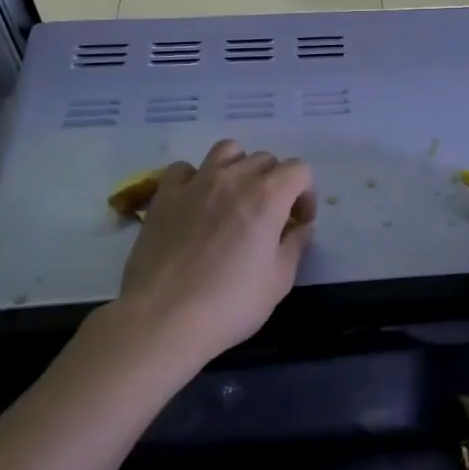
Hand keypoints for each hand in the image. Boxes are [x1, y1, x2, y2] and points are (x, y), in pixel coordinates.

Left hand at [116, 140, 316, 365]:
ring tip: (235, 198)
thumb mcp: (279, 281)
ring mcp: (195, 183)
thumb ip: (295, 246)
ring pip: (227, 151)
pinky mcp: (164, 195)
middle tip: (271, 217)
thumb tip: (301, 228)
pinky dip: (196, 178)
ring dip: (239, 168)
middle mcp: (233, 178)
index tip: (299, 223)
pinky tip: (196, 202)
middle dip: (276, 182)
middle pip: (265, 159)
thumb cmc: (230, 303)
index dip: (305, 194)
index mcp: (268, 196)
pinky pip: (185, 169)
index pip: (299, 170)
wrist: (163, 318)